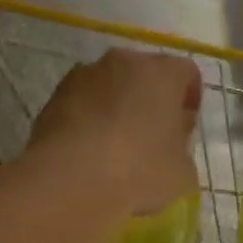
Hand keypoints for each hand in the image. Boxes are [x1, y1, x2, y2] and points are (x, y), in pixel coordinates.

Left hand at [29, 51, 200, 215]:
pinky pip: (81, 103)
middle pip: (144, 75)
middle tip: (151, 137)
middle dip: (150, 101)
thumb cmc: (138, 171)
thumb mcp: (182, 173)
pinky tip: (87, 152)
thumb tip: (169, 146)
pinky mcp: (53, 97)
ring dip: (115, 107)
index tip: (184, 129)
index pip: (186, 73)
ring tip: (114, 147)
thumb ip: (181, 151)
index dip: (189, 100)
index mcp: (162, 73)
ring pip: (109, 86)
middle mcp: (122, 62)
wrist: (68, 180)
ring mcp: (82, 76)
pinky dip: (87, 119)